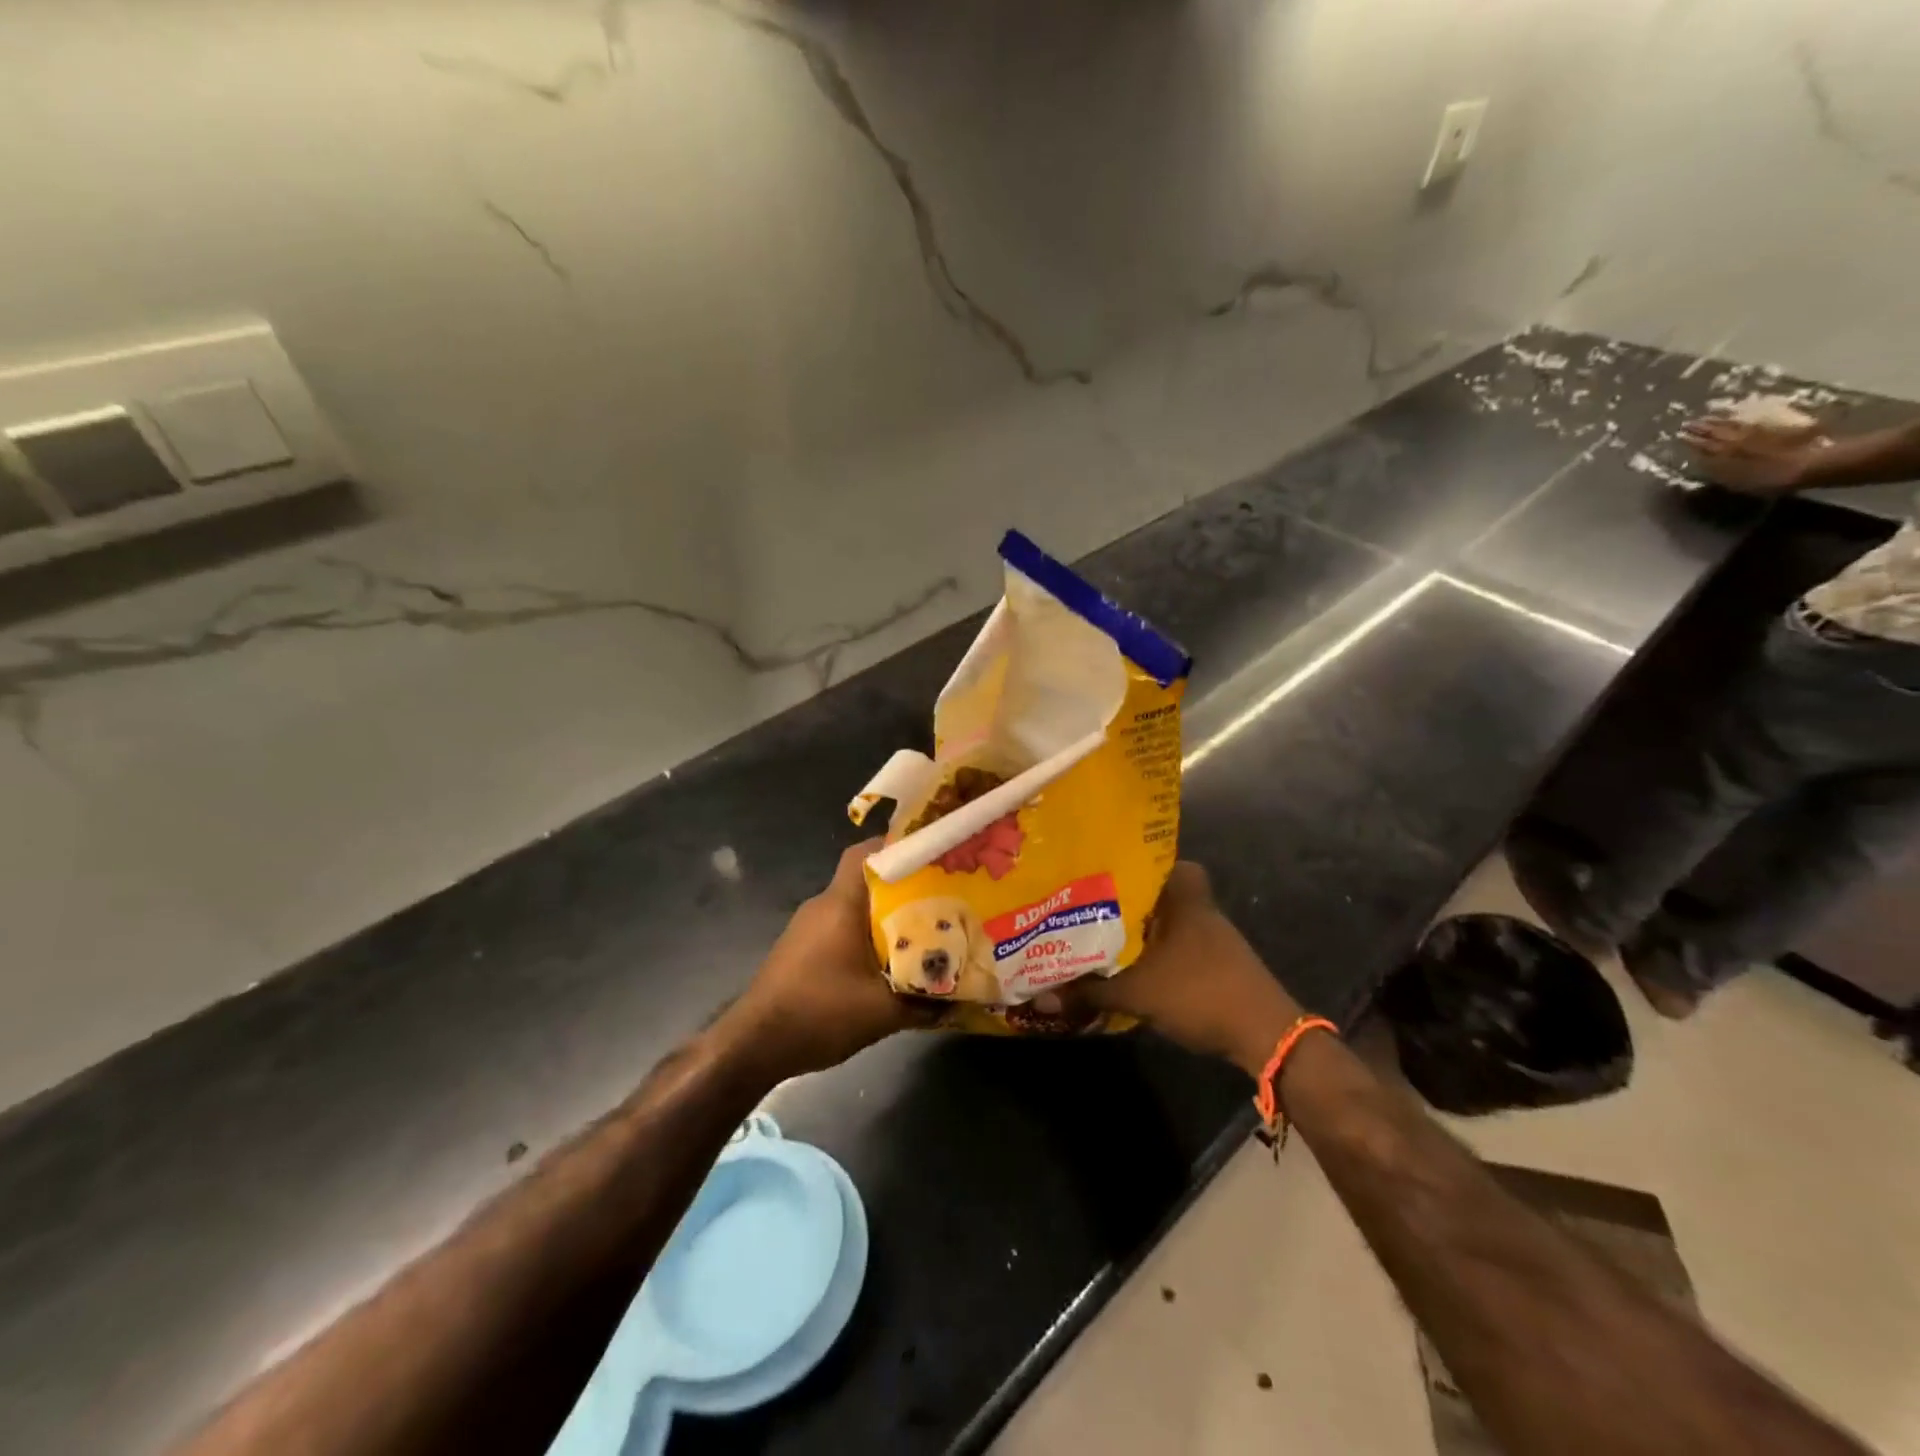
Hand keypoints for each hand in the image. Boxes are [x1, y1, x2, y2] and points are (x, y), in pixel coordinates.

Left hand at [713, 840, 937, 1080]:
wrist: (754, 1045)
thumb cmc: (818, 1013)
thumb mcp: (882, 1012)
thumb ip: (924, 1002)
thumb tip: (961, 997)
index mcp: (840, 905)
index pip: (864, 854)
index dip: (896, 847)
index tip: (930, 854)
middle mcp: (821, 906)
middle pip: (864, 880)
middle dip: (901, 886)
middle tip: (939, 897)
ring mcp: (807, 928)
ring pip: (852, 907)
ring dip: (883, 915)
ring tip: (921, 930)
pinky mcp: (800, 950)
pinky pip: (839, 928)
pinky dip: (863, 935)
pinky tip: (885, 961)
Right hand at [1077, 863, 1304, 1076]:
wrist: (1263, 1034)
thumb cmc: (1199, 992)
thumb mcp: (1137, 992)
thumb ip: (1090, 990)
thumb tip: (1044, 996)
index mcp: (1185, 898)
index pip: (1164, 860)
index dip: (1136, 862)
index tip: (1105, 869)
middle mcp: (1200, 908)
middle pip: (1161, 891)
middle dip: (1131, 899)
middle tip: (1095, 905)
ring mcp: (1213, 937)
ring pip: (1170, 919)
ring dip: (1144, 928)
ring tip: (1103, 935)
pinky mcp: (1218, 962)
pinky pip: (1179, 944)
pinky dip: (1158, 951)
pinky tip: (1133, 967)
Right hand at [1680, 414, 1826, 495]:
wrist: (1812, 464)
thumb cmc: (1770, 479)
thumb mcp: (1736, 479)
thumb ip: (1716, 468)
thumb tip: (1700, 458)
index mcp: (1726, 451)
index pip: (1704, 443)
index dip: (1691, 439)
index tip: (1679, 434)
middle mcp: (1739, 438)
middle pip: (1718, 430)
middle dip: (1703, 426)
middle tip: (1690, 422)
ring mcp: (1760, 432)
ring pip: (1734, 424)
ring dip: (1720, 420)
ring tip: (1710, 417)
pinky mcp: (1778, 429)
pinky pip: (1752, 422)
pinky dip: (1742, 419)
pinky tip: (1739, 418)